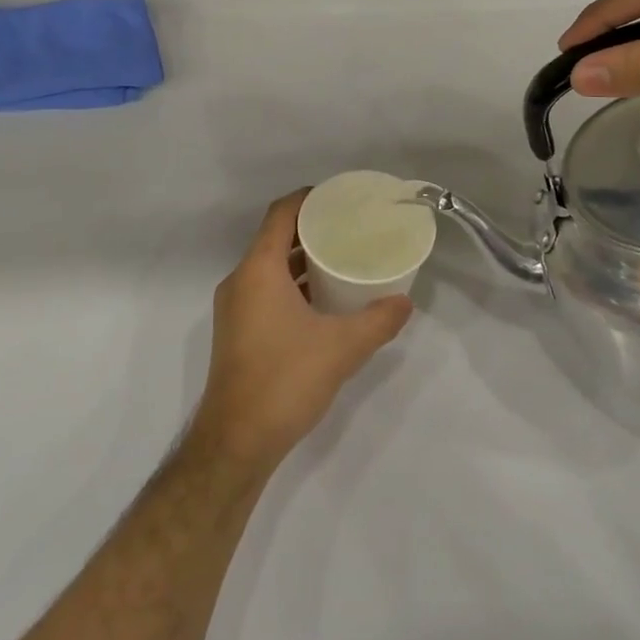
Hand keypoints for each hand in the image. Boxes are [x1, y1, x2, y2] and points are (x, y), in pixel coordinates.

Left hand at [191, 190, 412, 471]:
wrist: (236, 442)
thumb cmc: (285, 380)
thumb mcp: (342, 348)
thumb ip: (377, 321)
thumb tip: (405, 302)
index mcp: (258, 270)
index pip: (281, 214)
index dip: (308, 199)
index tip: (340, 197)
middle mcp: (240, 281)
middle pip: (275, 238)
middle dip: (310, 229)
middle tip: (349, 228)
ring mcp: (234, 308)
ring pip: (269, 267)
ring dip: (301, 260)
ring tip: (340, 260)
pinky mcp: (236, 331)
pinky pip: (265, 290)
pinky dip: (291, 284)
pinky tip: (321, 301)